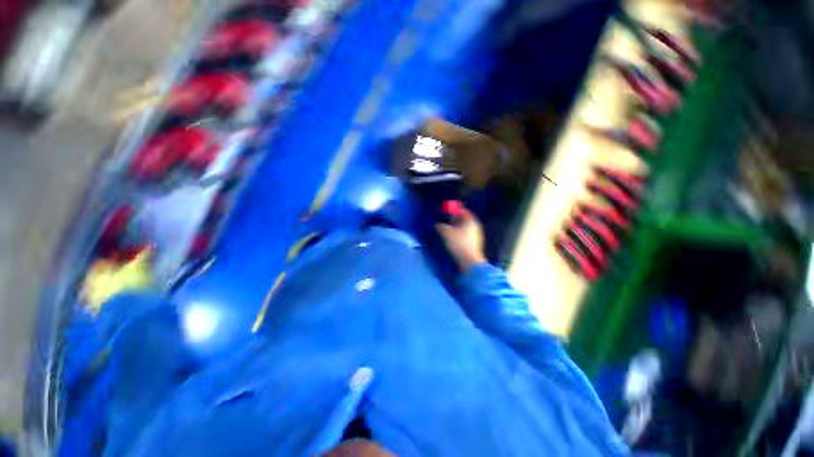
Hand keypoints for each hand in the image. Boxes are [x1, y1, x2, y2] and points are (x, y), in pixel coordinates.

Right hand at [436, 207, 486, 271]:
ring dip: (456, 227)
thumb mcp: (446, 233)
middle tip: (446, 220)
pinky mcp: (474, 243)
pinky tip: (453, 239)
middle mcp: (475, 226)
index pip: (462, 210)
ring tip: (447, 230)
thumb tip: (438, 225)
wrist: (469, 261)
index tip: (446, 211)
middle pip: (464, 219)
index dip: (453, 210)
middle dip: (454, 219)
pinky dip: (459, 234)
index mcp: (470, 220)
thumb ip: (441, 227)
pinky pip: (466, 234)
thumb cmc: (459, 244)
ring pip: (464, 227)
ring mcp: (476, 235)